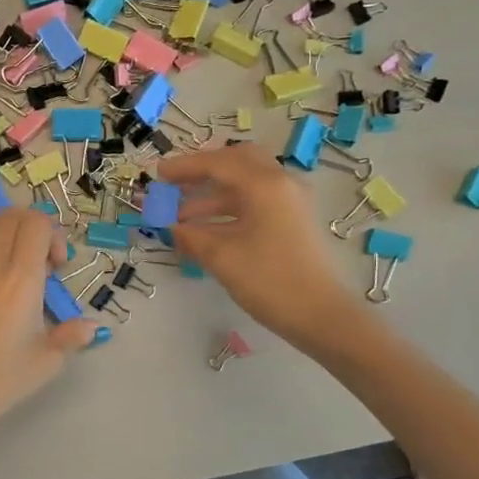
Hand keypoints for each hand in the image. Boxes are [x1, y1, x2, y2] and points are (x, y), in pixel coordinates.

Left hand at [0, 208, 97, 446]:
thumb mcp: (46, 362)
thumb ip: (71, 336)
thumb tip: (90, 326)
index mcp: (20, 278)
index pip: (36, 222)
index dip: (51, 234)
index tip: (55, 266)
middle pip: (9, 216)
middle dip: (28, 229)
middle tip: (35, 261)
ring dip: (0, 235)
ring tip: (6, 266)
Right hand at [160, 144, 358, 343]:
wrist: (322, 316)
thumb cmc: (270, 281)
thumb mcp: (221, 257)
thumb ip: (190, 235)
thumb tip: (169, 225)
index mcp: (265, 184)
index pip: (218, 163)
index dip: (183, 167)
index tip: (156, 175)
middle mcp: (281, 184)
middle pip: (236, 162)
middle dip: (202, 171)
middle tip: (174, 184)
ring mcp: (290, 202)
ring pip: (245, 184)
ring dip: (212, 194)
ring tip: (179, 216)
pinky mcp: (292, 221)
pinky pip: (254, 202)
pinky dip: (227, 209)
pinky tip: (204, 229)